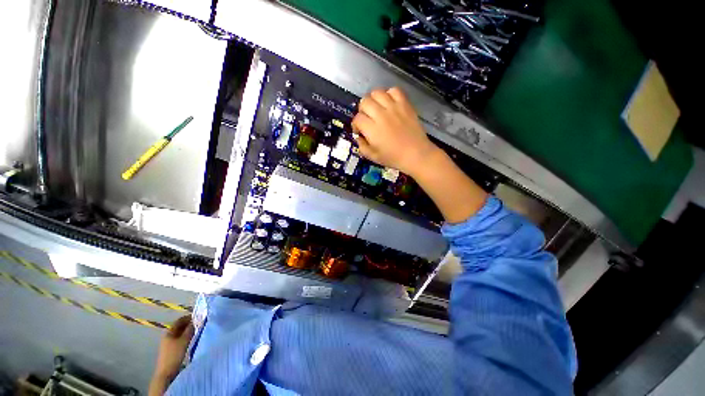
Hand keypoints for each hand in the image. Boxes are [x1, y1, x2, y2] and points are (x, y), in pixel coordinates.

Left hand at [149, 316, 193, 394]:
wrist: (166, 373)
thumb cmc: (175, 354)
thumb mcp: (184, 340)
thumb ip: (190, 329)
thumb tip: (197, 320)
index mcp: (169, 332)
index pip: (180, 320)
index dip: (189, 317)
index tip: (199, 316)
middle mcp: (168, 336)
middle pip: (180, 327)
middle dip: (190, 324)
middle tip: (200, 324)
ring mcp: (169, 344)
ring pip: (181, 334)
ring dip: (189, 331)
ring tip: (198, 331)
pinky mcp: (171, 350)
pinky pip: (180, 340)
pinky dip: (187, 337)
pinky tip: (193, 340)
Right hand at [352, 87, 438, 176]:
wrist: (416, 154)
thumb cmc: (393, 158)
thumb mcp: (373, 157)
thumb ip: (361, 146)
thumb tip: (358, 136)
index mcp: (372, 129)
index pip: (357, 118)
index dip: (355, 125)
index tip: (359, 131)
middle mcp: (381, 115)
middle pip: (364, 102)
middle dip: (362, 110)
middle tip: (367, 119)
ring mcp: (394, 107)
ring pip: (377, 92)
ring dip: (373, 100)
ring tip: (377, 109)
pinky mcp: (405, 104)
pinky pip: (394, 90)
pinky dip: (389, 94)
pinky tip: (389, 103)